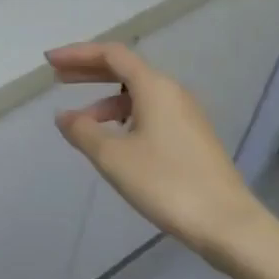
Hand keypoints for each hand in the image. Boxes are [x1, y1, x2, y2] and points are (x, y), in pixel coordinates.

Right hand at [47, 41, 273, 269]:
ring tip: (80, 120)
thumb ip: (83, 132)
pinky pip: (150, 111)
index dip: (78, 54)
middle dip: (89, 71)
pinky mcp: (191, 137)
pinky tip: (113, 139)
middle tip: (58, 78)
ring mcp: (185, 114)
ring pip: (137, 94)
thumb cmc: (166, 183)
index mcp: (154, 86)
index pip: (111, 54)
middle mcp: (172, 91)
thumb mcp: (113, 157)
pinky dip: (124, 115)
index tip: (50, 61)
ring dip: (105, 99)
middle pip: (124, 69)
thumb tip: (64, 116)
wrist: (228, 224)